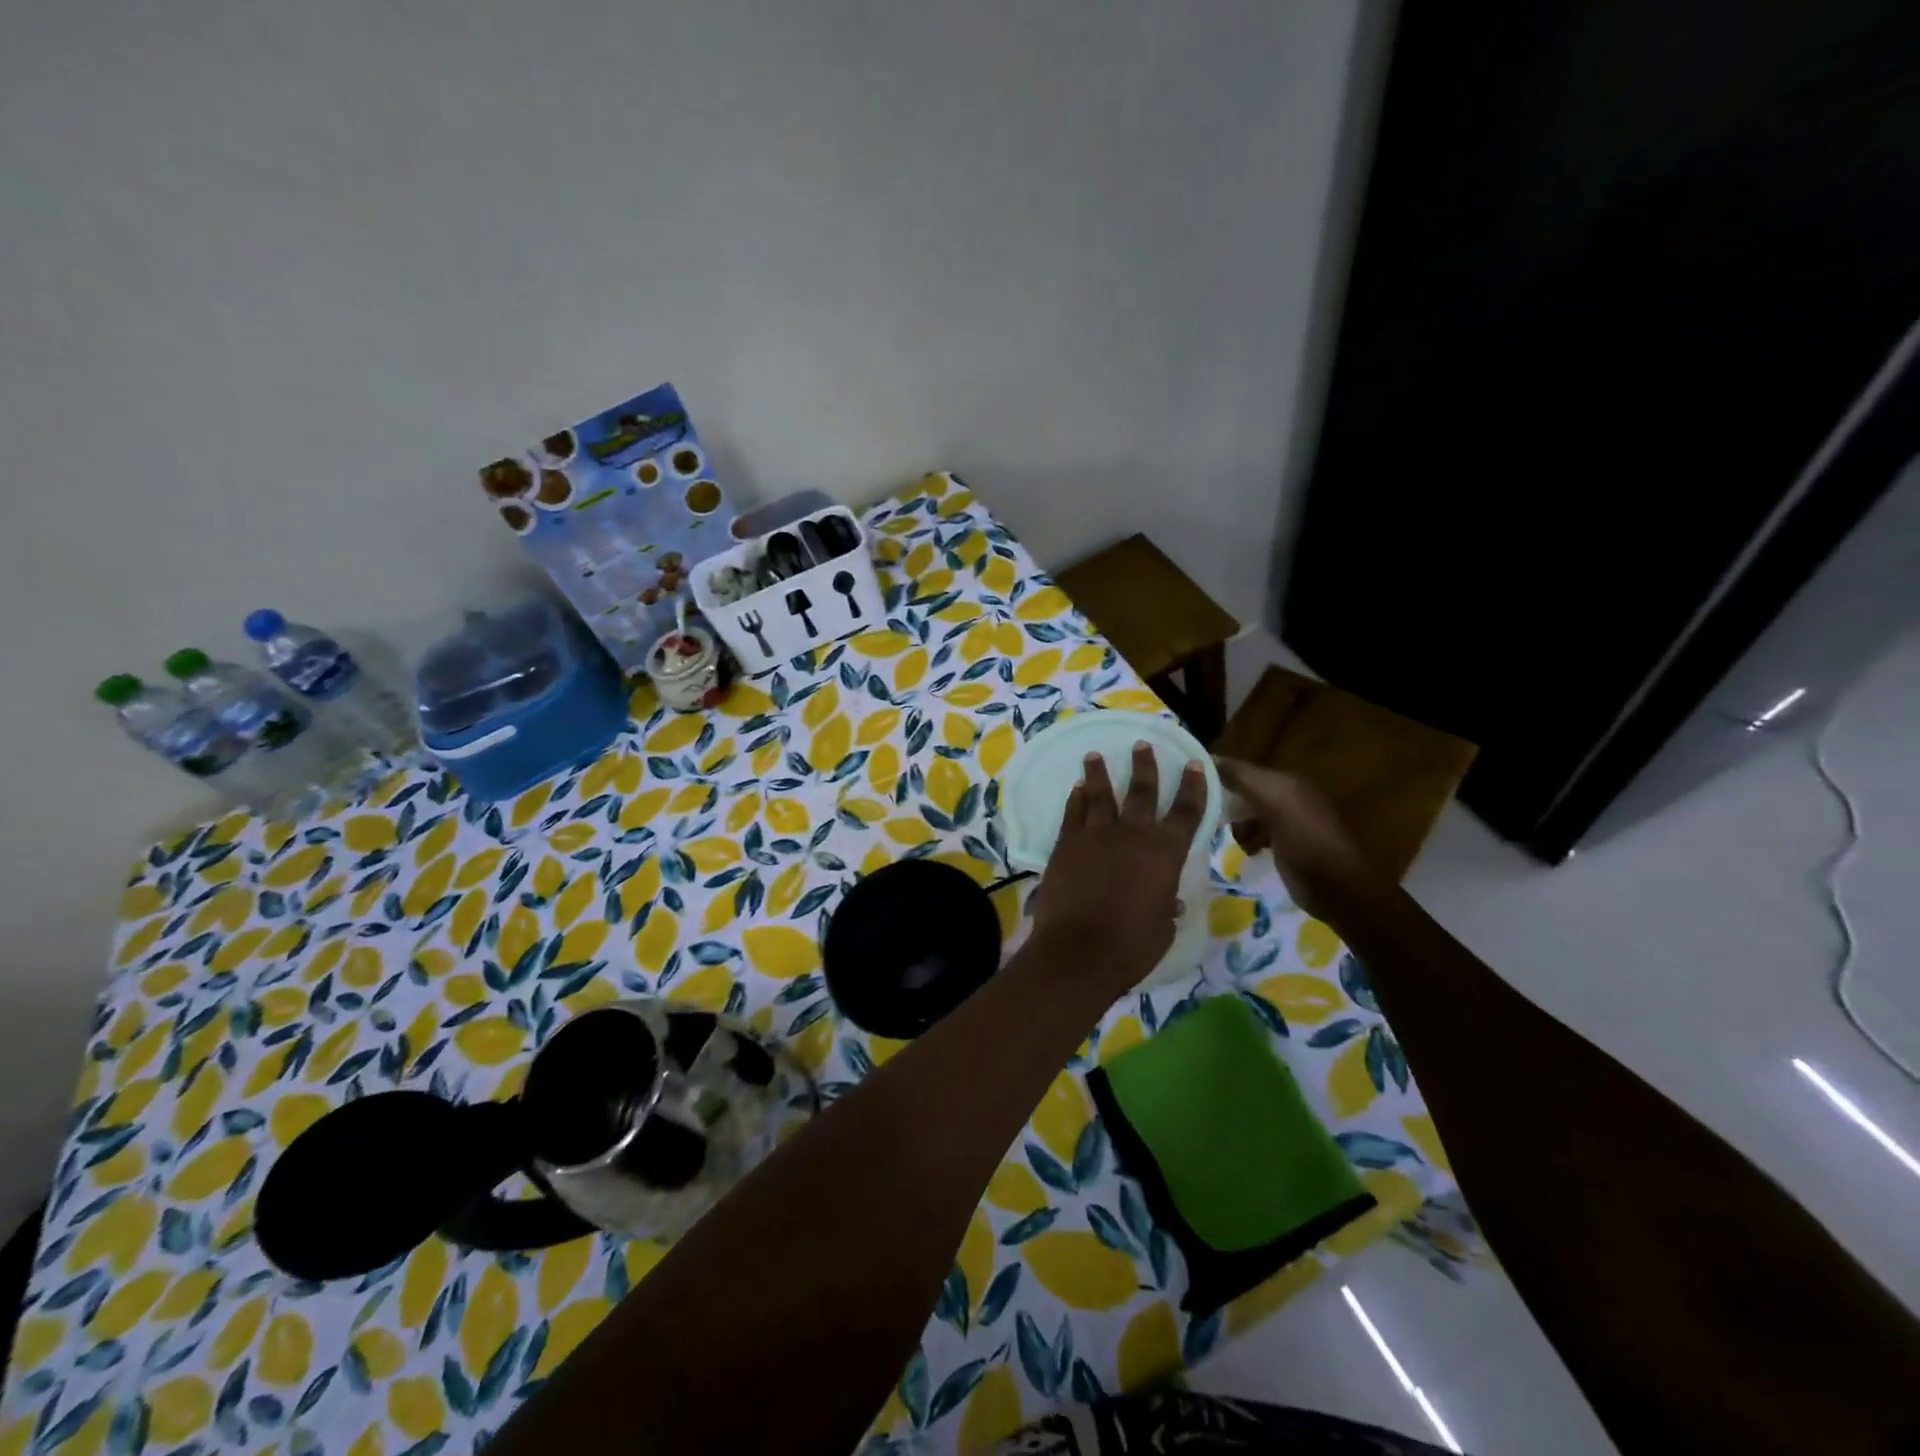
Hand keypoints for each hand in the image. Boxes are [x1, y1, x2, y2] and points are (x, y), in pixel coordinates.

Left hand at [1029, 743, 1206, 988]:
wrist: (1079, 950)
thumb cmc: (1131, 946)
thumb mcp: (1161, 928)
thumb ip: (1165, 906)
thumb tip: (1169, 900)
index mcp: (1165, 853)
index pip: (1186, 812)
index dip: (1193, 787)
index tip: (1195, 765)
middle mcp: (1133, 835)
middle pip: (1142, 791)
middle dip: (1144, 766)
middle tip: (1142, 744)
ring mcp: (1096, 835)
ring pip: (1100, 795)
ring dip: (1099, 773)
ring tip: (1095, 755)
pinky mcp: (1067, 844)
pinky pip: (1073, 813)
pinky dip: (1076, 799)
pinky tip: (1076, 789)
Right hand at [1214, 758, 1390, 928]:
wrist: (1336, 888)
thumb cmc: (1304, 840)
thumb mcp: (1274, 802)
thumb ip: (1243, 778)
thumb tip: (1208, 759)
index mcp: (1287, 781)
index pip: (1242, 769)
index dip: (1217, 773)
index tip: (1188, 784)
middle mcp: (1288, 797)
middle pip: (1244, 791)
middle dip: (1225, 801)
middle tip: (1205, 815)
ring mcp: (1288, 822)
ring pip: (1247, 814)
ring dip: (1236, 824)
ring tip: (1229, 837)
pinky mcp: (1285, 846)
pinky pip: (1256, 833)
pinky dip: (1247, 839)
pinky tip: (1248, 850)